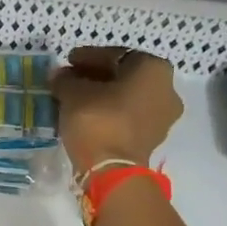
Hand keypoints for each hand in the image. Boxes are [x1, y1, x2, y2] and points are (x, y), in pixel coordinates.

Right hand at [51, 47, 182, 176]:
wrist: (112, 170)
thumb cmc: (97, 119)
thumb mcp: (73, 93)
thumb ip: (66, 79)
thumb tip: (60, 76)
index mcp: (153, 68)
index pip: (115, 55)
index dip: (87, 57)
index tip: (67, 61)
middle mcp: (167, 88)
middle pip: (124, 76)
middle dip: (95, 76)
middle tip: (69, 79)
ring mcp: (164, 116)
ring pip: (127, 97)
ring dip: (103, 95)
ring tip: (75, 98)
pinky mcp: (153, 137)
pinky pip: (129, 116)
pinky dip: (110, 112)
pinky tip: (87, 114)